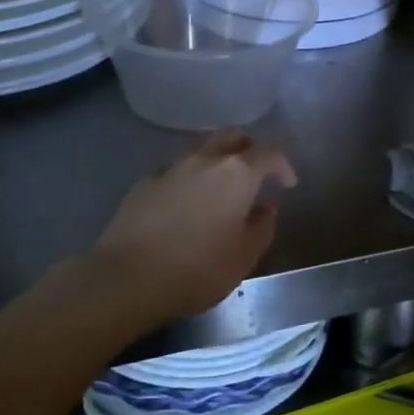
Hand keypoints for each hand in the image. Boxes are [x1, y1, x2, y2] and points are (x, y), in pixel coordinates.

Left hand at [86, 130, 296, 326]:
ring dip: (218, 162)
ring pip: (203, 150)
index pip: (270, 152)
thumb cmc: (197, 269)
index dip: (283, 165)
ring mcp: (172, 168)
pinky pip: (176, 170)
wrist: (127, 277)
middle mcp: (206, 160)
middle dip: (250, 150)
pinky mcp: (145, 182)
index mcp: (237, 173)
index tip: (286, 184)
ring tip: (220, 190)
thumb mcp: (244, 257)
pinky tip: (186, 206)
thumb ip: (262, 227)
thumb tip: (265, 208)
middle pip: (234, 137)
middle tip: (255, 175)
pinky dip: (190, 180)